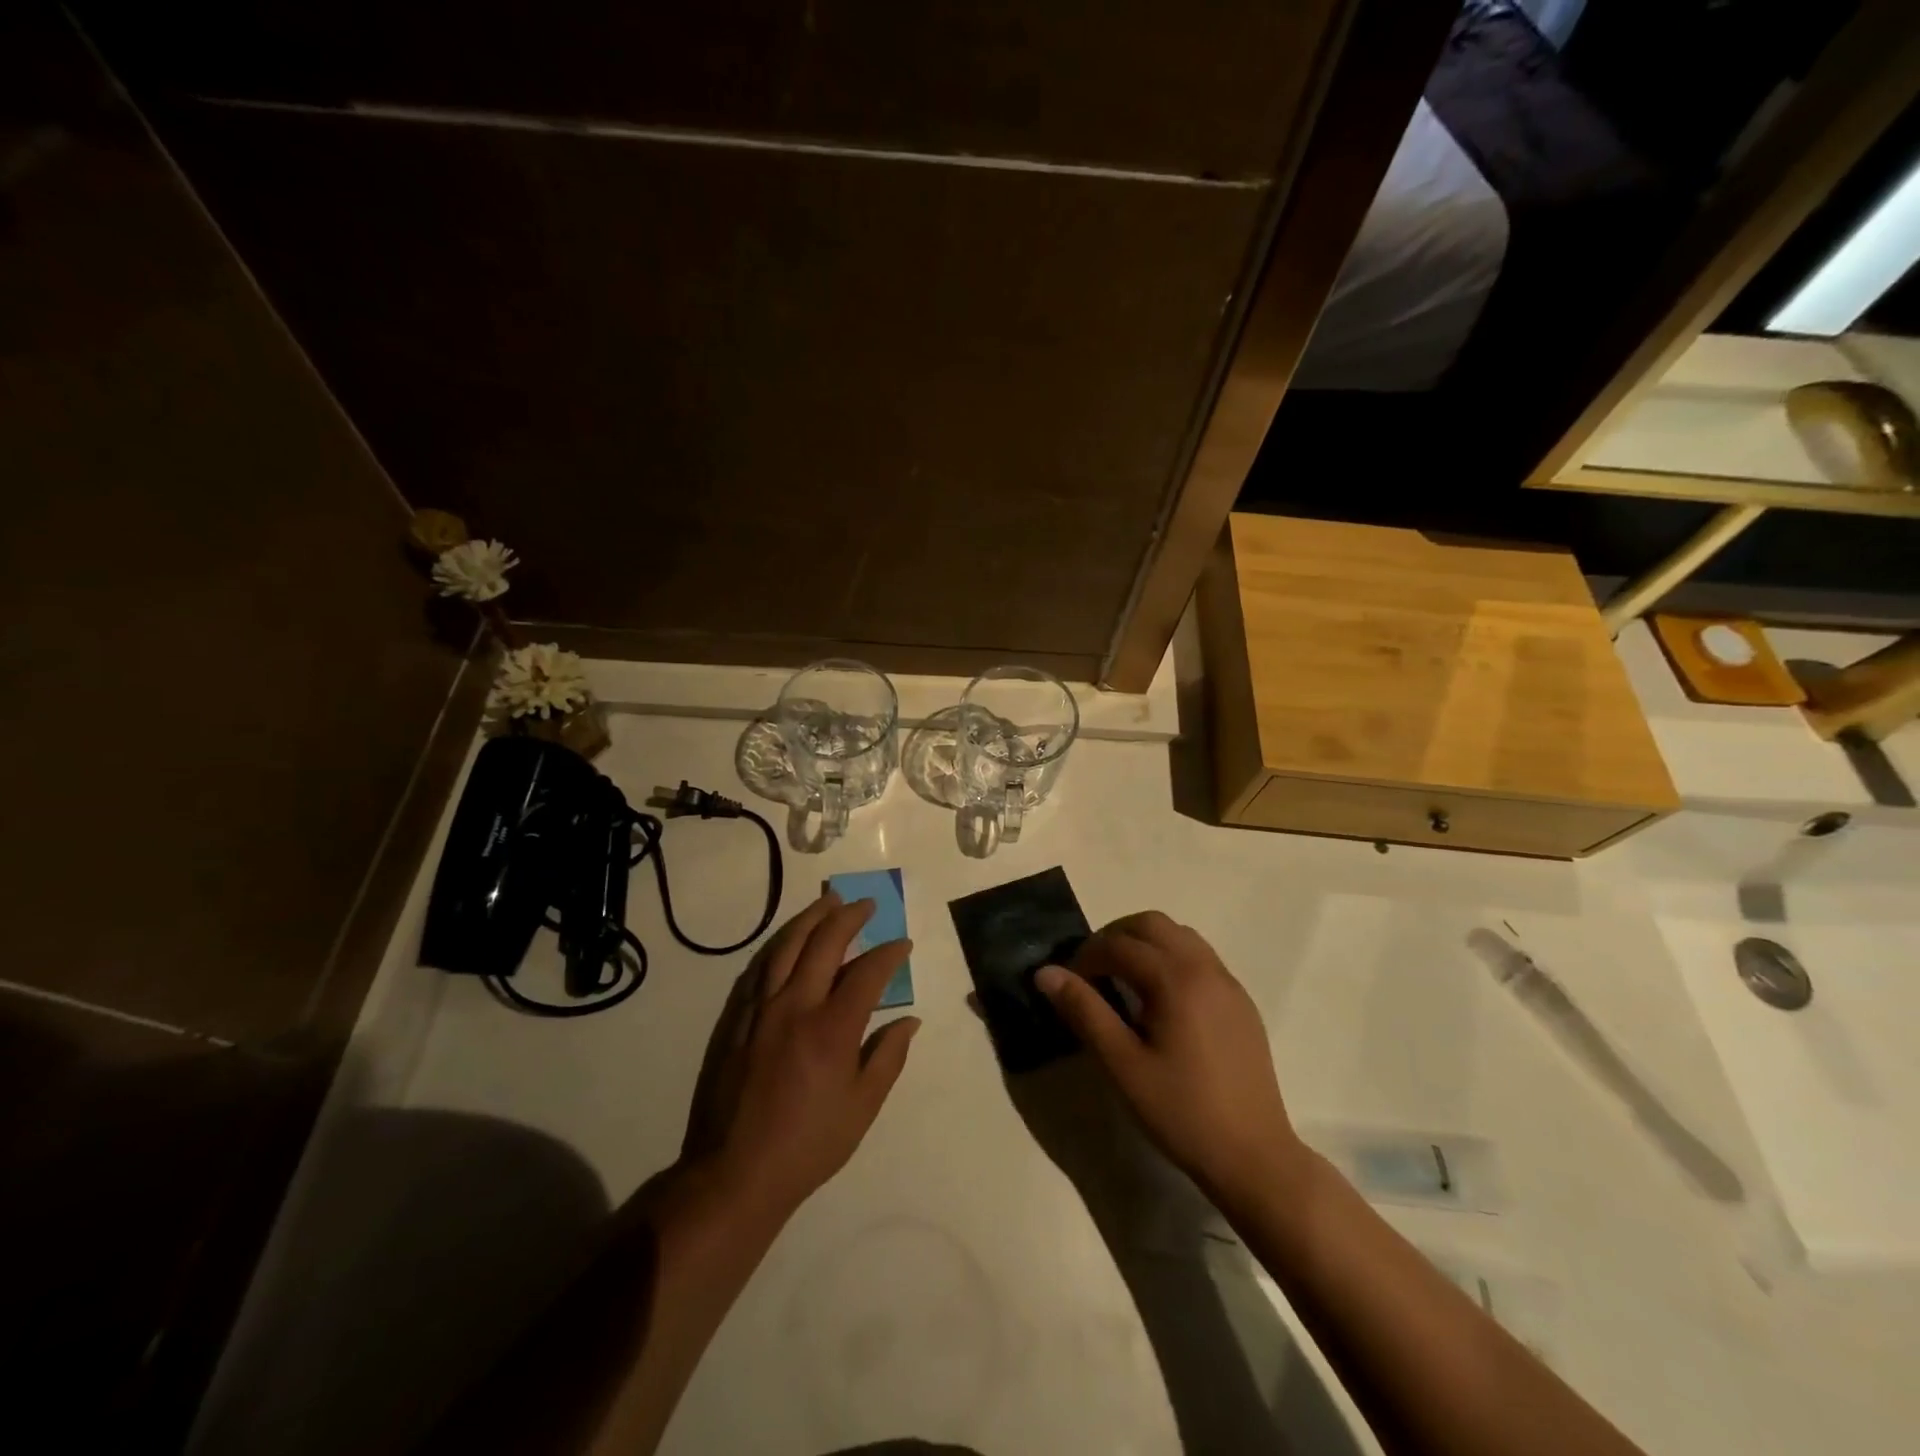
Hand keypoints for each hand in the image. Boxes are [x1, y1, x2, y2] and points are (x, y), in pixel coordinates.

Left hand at [681, 892, 919, 1223]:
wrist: (735, 1173)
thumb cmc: (808, 1145)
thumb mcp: (862, 1108)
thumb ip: (888, 1057)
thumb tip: (910, 1021)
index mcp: (832, 1029)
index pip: (867, 973)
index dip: (889, 953)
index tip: (903, 943)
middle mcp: (795, 1007)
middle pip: (823, 943)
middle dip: (848, 917)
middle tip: (866, 903)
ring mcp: (760, 1009)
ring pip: (786, 946)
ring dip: (810, 918)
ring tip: (828, 901)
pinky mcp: (736, 1019)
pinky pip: (759, 968)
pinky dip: (779, 945)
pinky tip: (788, 940)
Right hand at [1035, 911, 1303, 1202]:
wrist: (1254, 1157)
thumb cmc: (1181, 1112)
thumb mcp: (1122, 1065)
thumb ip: (1084, 1011)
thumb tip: (1046, 973)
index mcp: (1176, 979)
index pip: (1119, 944)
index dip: (1086, 956)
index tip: (1068, 983)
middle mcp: (1205, 968)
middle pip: (1152, 924)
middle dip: (1115, 937)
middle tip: (1092, 971)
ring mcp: (1228, 983)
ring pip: (1179, 935)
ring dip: (1145, 943)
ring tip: (1123, 980)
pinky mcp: (1240, 1002)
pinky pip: (1200, 957)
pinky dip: (1171, 958)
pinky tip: (1160, 1000)